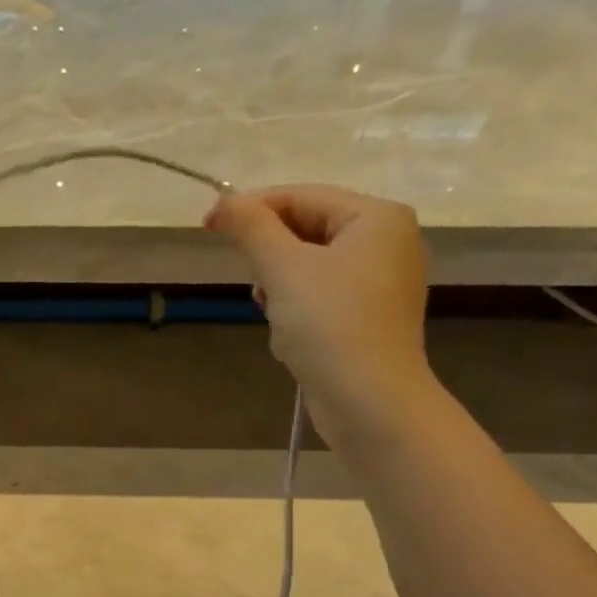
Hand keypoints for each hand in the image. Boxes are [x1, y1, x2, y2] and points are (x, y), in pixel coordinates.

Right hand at [206, 184, 434, 443]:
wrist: (368, 399)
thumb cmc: (328, 325)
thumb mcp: (282, 269)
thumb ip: (251, 228)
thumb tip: (224, 202)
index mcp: (376, 217)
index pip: (303, 196)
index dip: (252, 208)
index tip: (208, 226)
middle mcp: (388, 242)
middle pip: (308, 231)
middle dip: (271, 258)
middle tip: (254, 286)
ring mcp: (382, 283)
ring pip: (311, 268)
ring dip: (280, 289)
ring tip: (274, 315)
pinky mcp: (371, 319)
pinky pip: (323, 299)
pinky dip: (298, 312)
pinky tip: (290, 337)